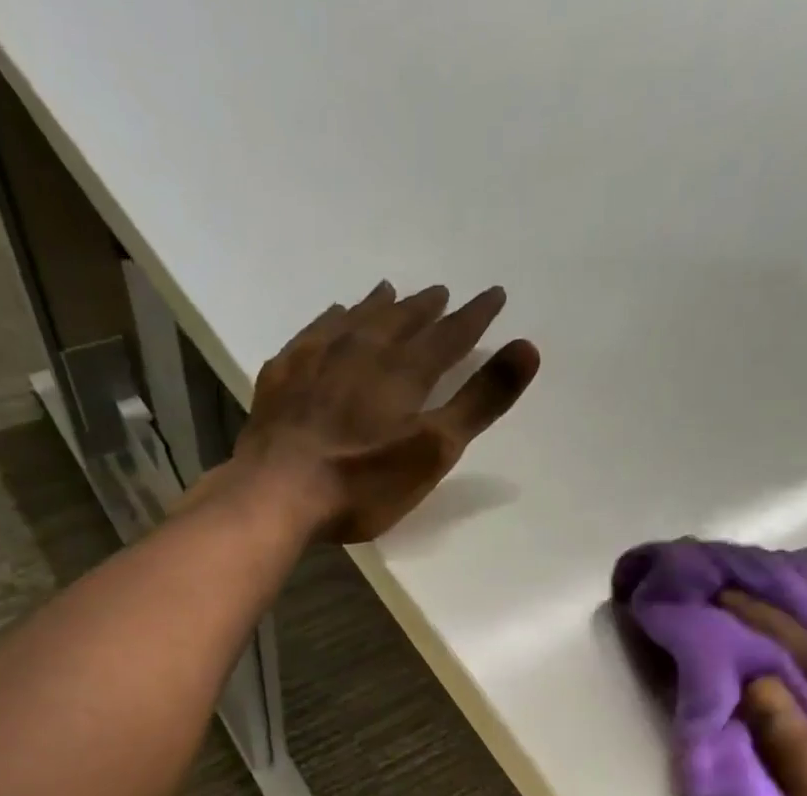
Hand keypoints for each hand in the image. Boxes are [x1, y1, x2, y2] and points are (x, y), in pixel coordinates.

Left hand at [234, 282, 540, 541]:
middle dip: (427, 308)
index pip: (449, 335)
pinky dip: (331, 320)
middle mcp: (362, 351)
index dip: (475, 316)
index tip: (494, 295)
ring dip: (379, 306)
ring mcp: (317, 359)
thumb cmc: (362, 481)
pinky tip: (332, 317)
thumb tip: (528, 346)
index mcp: (404, 372)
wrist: (277, 491)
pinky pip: (314, 332)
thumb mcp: (433, 450)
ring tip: (392, 293)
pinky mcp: (283, 375)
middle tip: (442, 293)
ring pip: (356, 319)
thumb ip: (479, 401)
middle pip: (402, 321)